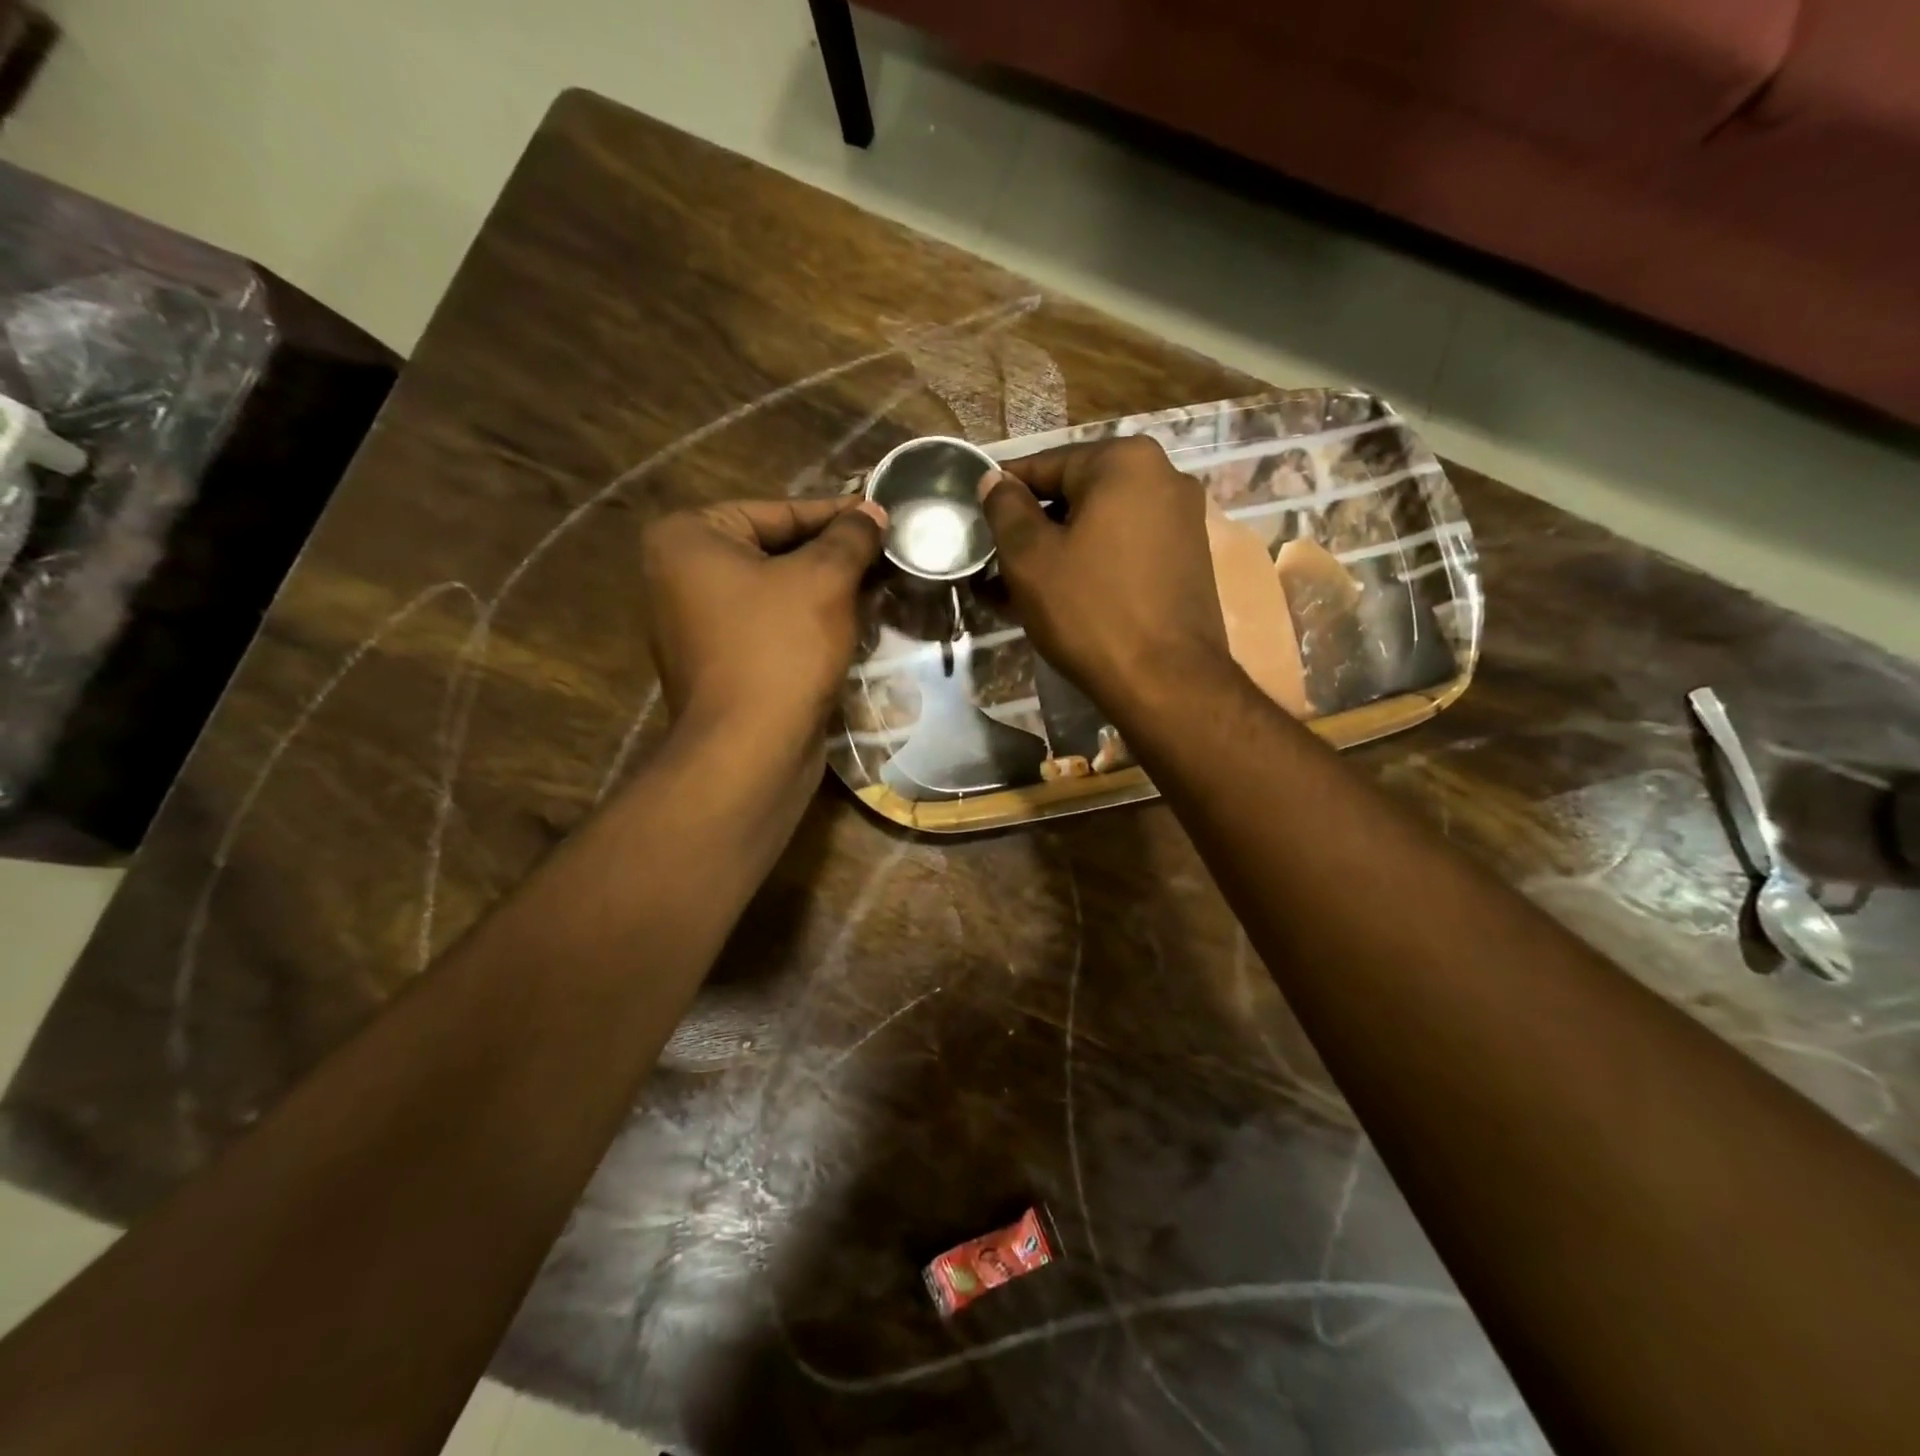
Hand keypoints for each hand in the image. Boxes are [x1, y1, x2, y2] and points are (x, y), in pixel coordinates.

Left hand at [639, 495, 885, 746]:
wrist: (751, 750)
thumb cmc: (781, 648)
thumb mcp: (824, 579)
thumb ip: (850, 537)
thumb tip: (871, 512)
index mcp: (688, 538)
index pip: (778, 511)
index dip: (837, 514)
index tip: (881, 516)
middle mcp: (681, 575)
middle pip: (775, 550)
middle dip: (832, 555)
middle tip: (885, 553)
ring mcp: (696, 624)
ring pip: (776, 591)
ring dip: (826, 590)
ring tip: (878, 585)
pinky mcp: (720, 663)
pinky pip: (771, 626)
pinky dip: (807, 623)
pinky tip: (851, 624)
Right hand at [979, 437, 1231, 711]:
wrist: (1166, 682)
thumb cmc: (1089, 610)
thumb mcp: (1029, 557)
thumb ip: (1005, 509)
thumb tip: (996, 481)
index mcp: (1125, 461)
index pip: (1045, 466)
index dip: (1004, 494)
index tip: (976, 519)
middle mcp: (1164, 477)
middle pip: (1077, 496)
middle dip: (1033, 529)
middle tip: (996, 563)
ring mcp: (1183, 521)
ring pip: (1100, 527)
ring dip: (1058, 552)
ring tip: (1019, 588)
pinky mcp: (1188, 561)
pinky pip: (1125, 551)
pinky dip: (1091, 566)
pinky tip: (1062, 598)